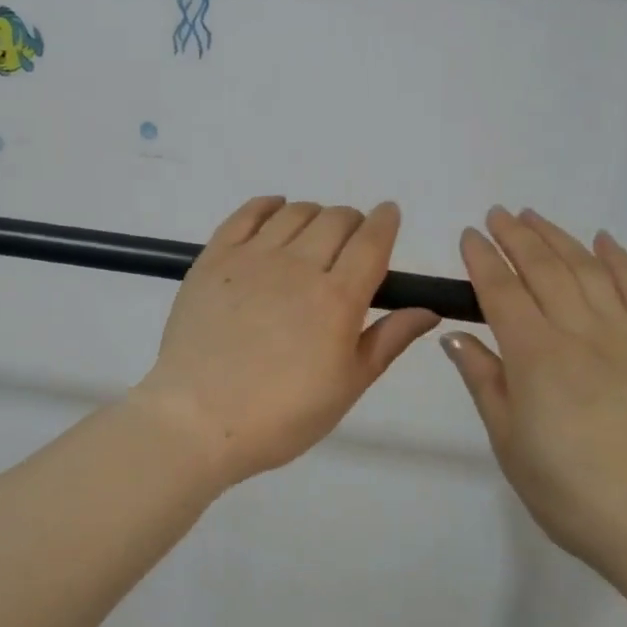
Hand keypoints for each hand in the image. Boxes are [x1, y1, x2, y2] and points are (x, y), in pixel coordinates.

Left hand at [136, 197, 440, 484]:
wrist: (198, 420)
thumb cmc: (281, 415)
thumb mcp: (347, 386)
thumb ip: (388, 340)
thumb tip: (429, 310)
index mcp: (338, 298)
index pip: (372, 240)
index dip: (385, 221)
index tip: (389, 215)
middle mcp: (299, 265)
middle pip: (336, 219)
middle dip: (353, 222)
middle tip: (350, 242)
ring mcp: (253, 258)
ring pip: (295, 212)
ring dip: (315, 215)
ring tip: (314, 235)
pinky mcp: (214, 258)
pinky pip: (247, 213)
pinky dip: (268, 206)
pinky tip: (275, 213)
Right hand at [442, 207, 626, 584]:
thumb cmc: (569, 492)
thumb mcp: (509, 443)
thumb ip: (484, 381)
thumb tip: (455, 336)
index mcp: (536, 357)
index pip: (502, 292)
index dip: (483, 260)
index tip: (469, 235)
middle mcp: (580, 334)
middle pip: (544, 269)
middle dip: (516, 237)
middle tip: (497, 215)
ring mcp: (626, 337)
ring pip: (587, 271)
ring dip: (558, 238)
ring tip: (535, 217)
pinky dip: (620, 260)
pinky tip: (603, 240)